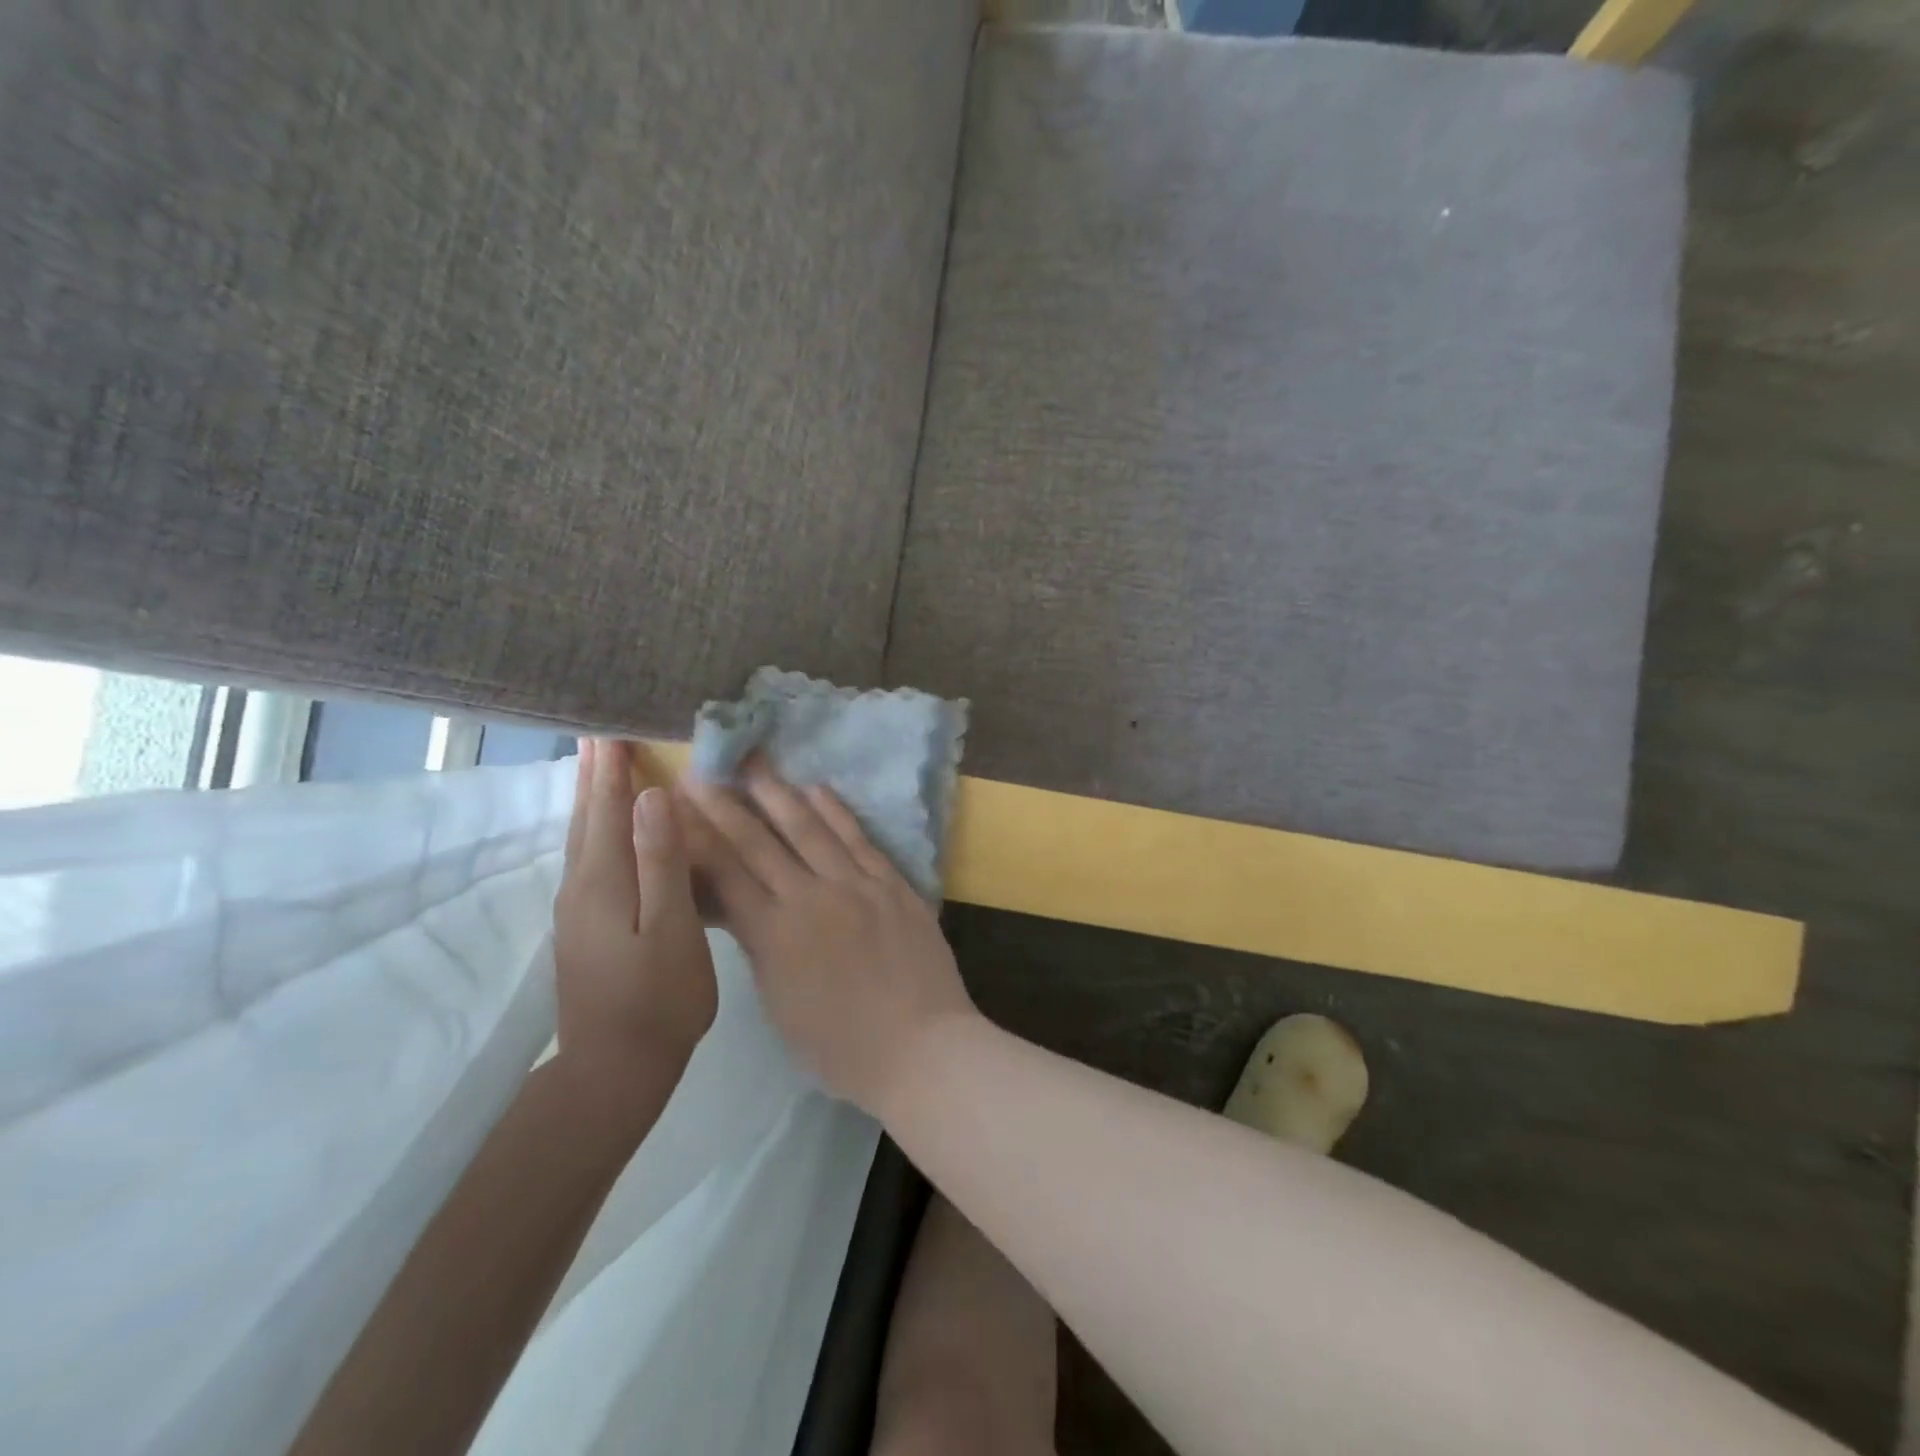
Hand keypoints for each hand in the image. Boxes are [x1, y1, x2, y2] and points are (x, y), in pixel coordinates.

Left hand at [553, 740, 716, 1120]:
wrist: (615, 1071)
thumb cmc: (659, 998)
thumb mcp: (672, 928)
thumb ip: (661, 861)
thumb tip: (651, 797)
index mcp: (604, 881)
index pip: (607, 809)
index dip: (611, 769)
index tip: (611, 728)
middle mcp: (581, 887)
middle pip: (585, 819)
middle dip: (593, 776)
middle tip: (597, 736)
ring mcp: (577, 911)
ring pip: (581, 840)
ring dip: (589, 801)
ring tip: (597, 771)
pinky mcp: (583, 929)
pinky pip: (587, 860)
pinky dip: (594, 831)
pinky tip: (603, 834)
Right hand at [679, 762, 977, 1115]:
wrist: (921, 1046)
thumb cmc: (842, 1047)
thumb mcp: (780, 1004)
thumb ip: (760, 948)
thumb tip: (742, 908)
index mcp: (775, 934)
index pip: (725, 874)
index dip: (697, 839)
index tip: (676, 810)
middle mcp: (811, 897)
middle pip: (760, 843)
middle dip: (726, 806)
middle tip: (703, 772)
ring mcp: (856, 885)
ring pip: (810, 829)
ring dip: (779, 793)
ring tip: (756, 763)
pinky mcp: (892, 883)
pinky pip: (859, 838)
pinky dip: (836, 812)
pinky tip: (817, 789)